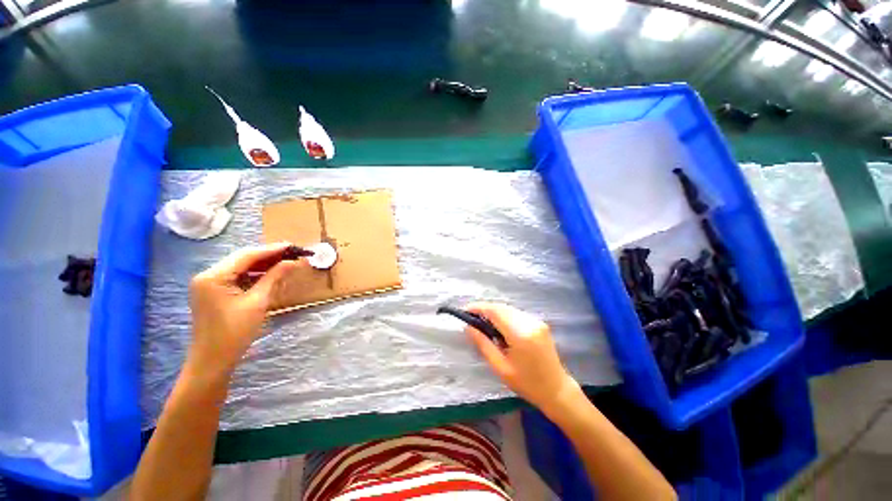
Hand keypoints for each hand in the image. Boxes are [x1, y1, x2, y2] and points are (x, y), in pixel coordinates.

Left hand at [187, 243, 300, 374]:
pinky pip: (237, 278)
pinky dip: (255, 275)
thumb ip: (273, 278)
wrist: (212, 361)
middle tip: (292, 253)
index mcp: (213, 276)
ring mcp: (209, 284)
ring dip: (263, 265)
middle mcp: (208, 275)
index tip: (293, 246)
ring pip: (241, 267)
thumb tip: (292, 262)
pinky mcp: (213, 293)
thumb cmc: (234, 332)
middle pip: (242, 259)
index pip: (247, 255)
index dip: (272, 249)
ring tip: (286, 262)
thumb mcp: (257, 303)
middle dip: (268, 255)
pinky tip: (270, 275)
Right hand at [465, 302, 579, 412]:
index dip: (478, 308)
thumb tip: (468, 327)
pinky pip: (516, 313)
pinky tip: (498, 326)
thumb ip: (483, 344)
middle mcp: (529, 322)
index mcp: (520, 334)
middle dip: (485, 309)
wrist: (556, 389)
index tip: (465, 311)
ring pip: (509, 309)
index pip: (495, 311)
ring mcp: (536, 321)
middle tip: (471, 318)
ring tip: (482, 322)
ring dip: (494, 311)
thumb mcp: (500, 367)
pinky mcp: (539, 323)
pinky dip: (504, 315)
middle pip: (501, 307)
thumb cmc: (527, 383)